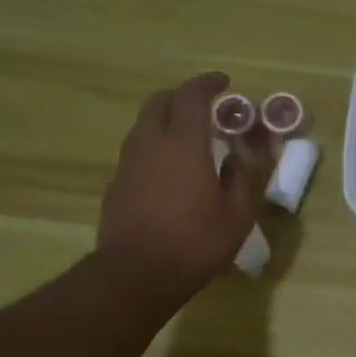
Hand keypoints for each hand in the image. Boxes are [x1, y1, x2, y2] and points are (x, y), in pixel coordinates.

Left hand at [95, 72, 271, 308]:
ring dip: (167, 123)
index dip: (208, 84)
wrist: (137, 274)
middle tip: (204, 108)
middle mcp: (151, 142)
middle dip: (182, 97)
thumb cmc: (195, 243)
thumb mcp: (236, 216)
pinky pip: (138, 153)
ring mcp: (128, 163)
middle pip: (160, 101)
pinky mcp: (117, 184)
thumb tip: (232, 162)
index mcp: (184, 143)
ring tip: (189, 141)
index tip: (224, 83)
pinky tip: (170, 174)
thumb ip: (239, 181)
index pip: (192, 96)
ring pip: (145, 126)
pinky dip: (155, 149)